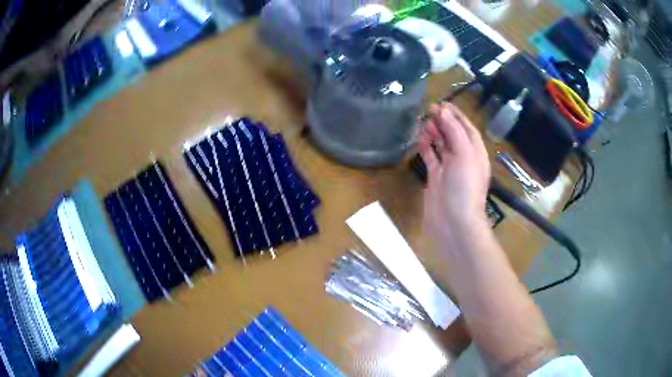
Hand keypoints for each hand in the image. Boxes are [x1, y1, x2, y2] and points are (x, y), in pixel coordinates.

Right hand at [419, 103, 490, 240]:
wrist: (454, 223)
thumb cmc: (464, 188)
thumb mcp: (464, 155)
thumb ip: (455, 131)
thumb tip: (443, 111)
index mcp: (475, 153)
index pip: (467, 128)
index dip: (456, 115)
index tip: (442, 103)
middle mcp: (464, 159)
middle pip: (454, 134)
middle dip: (443, 121)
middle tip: (428, 110)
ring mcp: (450, 169)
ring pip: (442, 145)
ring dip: (434, 133)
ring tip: (423, 122)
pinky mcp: (437, 178)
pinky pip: (432, 158)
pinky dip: (426, 148)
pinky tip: (419, 139)